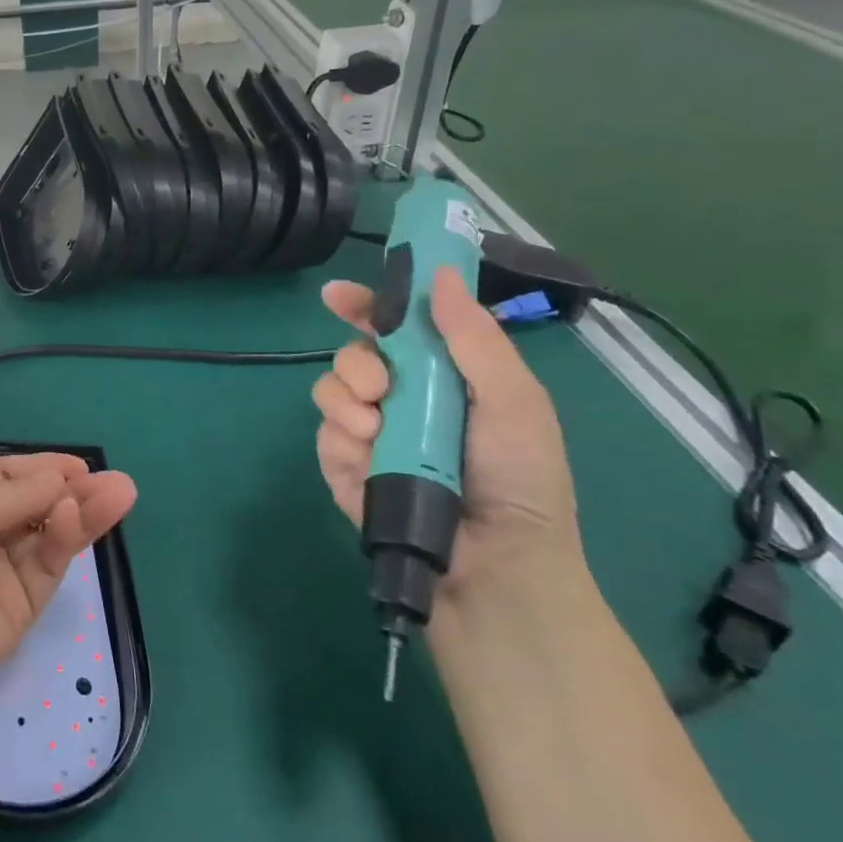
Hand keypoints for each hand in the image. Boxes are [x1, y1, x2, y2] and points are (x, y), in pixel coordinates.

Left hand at [0, 454, 137, 715]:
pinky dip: (64, 538)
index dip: (41, 469)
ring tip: (121, 492)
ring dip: (83, 512)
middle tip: (115, 482)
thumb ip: (14, 494)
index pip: (6, 477)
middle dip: (72, 489)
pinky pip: (47, 564)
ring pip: (50, 534)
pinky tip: (76, 516)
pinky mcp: (20, 607)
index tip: (77, 464)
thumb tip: (58, 480)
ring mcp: (1, 571)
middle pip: (35, 504)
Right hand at [313, 266, 582, 607]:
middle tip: (380, 386)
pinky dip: (340, 440)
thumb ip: (476, 338)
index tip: (337, 295)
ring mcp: (370, 434)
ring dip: (345, 401)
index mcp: (444, 377)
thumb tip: (438, 275)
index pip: (396, 328)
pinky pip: (323, 435)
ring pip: (329, 390)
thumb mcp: (513, 401)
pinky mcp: (345, 468)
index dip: (366, 305)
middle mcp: (402, 399)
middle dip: (356, 361)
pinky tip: (365, 457)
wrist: (493, 567)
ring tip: (374, 432)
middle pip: (353, 354)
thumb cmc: (519, 480)